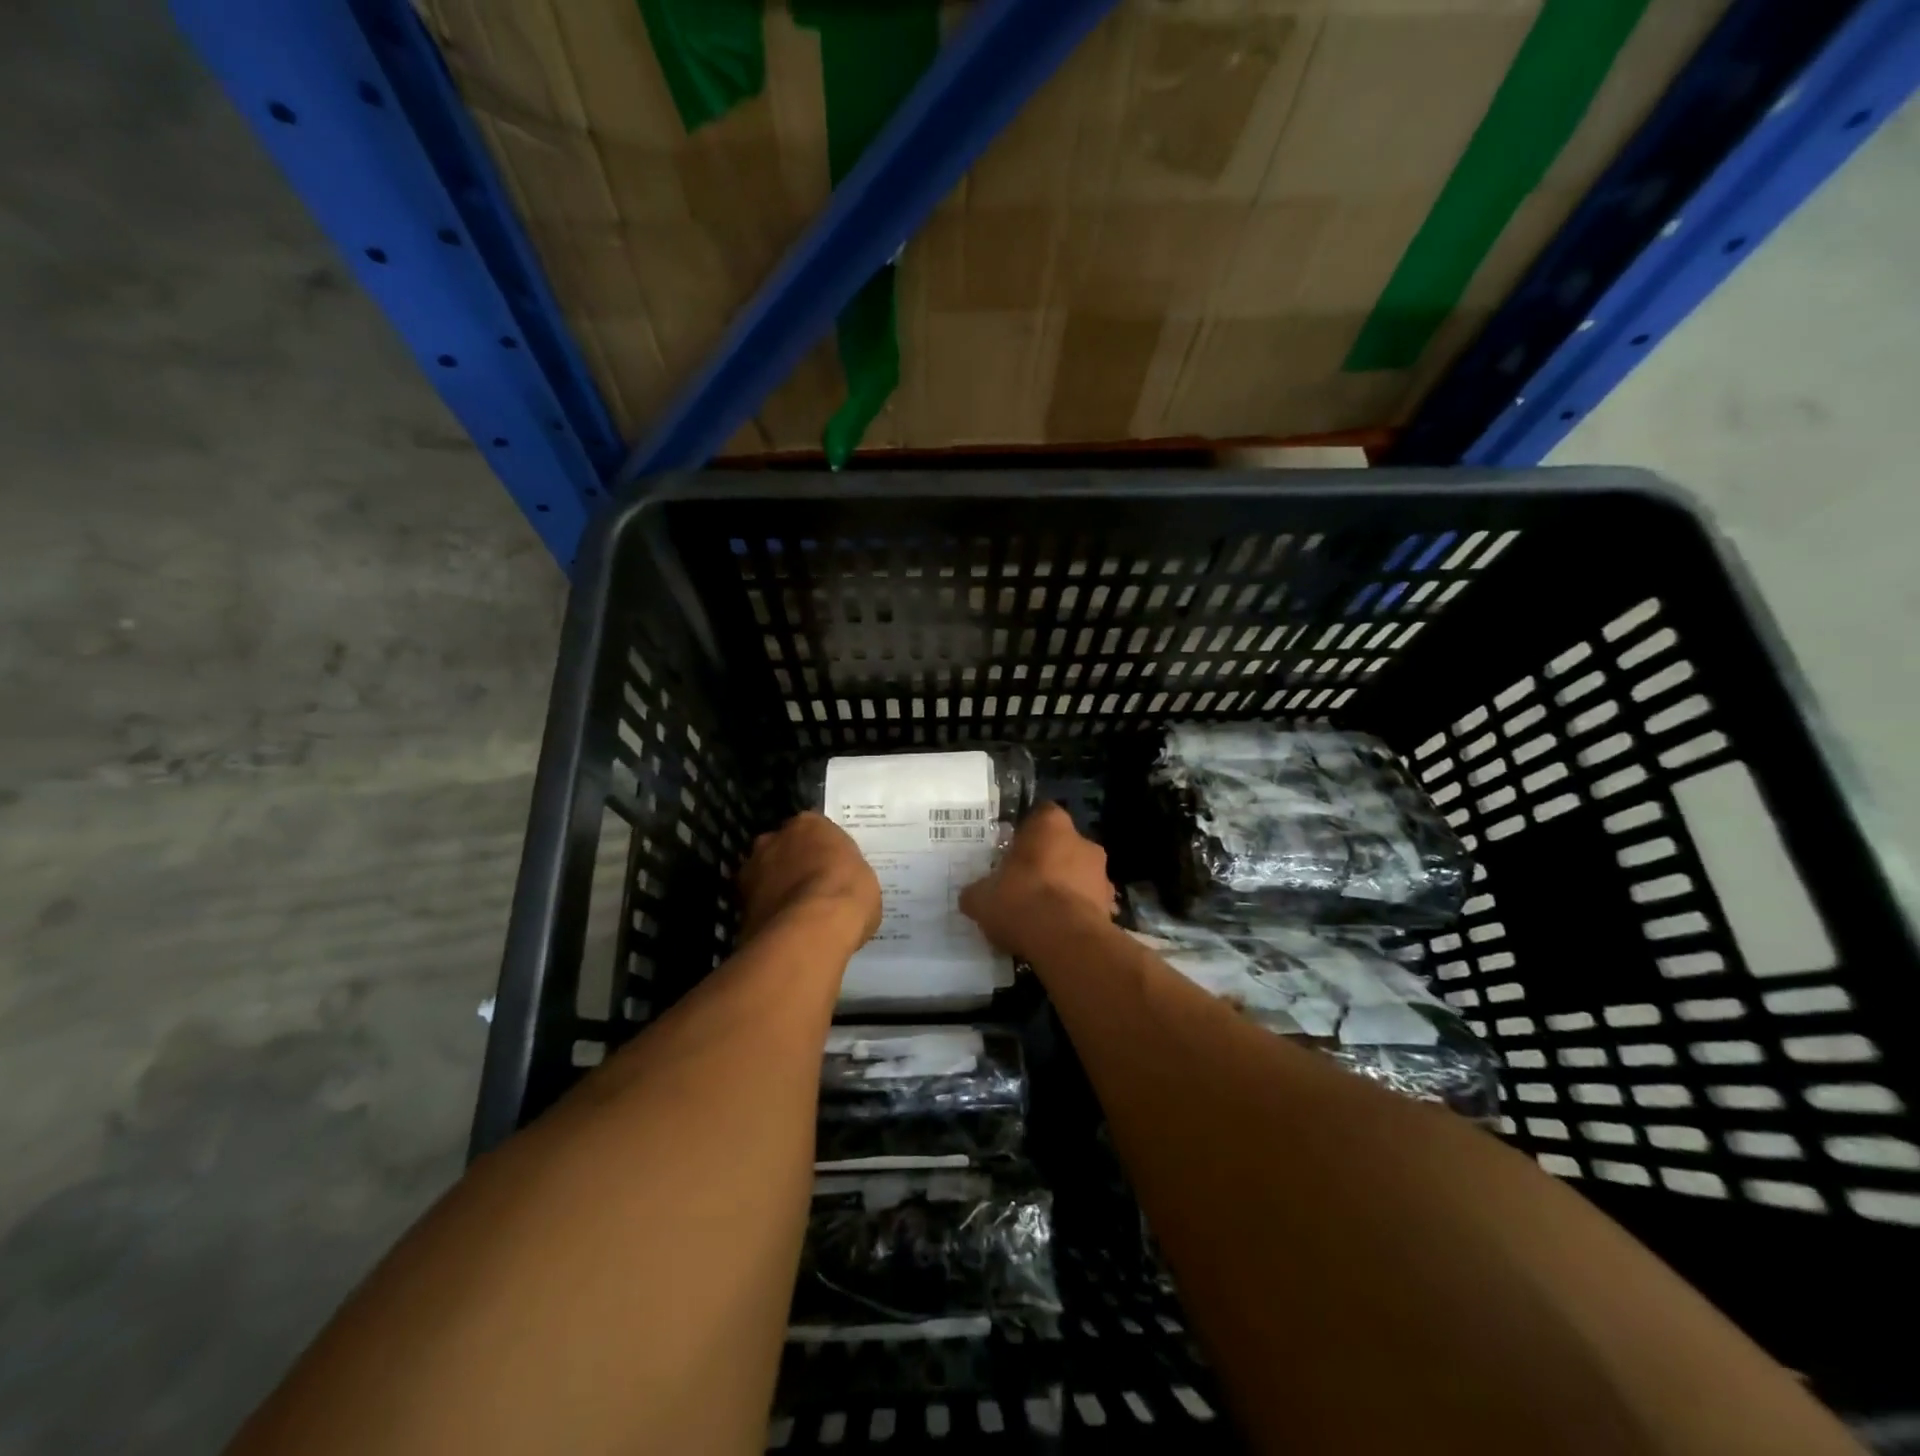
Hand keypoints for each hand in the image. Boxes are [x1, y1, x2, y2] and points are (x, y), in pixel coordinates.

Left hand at [738, 812, 881, 953]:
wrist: (811, 931)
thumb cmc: (847, 894)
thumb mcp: (864, 880)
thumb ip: (845, 875)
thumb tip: (839, 888)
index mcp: (809, 824)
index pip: (814, 829)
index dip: (822, 849)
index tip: (832, 866)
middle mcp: (774, 838)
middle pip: (783, 847)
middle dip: (793, 863)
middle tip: (811, 887)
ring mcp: (752, 869)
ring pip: (765, 874)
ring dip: (776, 887)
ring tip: (796, 912)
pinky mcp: (739, 902)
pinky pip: (757, 903)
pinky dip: (768, 913)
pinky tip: (784, 930)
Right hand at [960, 803, 1113, 959]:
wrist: (1065, 940)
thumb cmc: (1021, 901)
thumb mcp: (982, 897)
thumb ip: (977, 892)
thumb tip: (971, 896)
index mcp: (1050, 825)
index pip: (1040, 815)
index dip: (1026, 833)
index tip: (1012, 851)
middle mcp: (1082, 841)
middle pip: (1062, 846)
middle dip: (1046, 863)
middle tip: (1023, 884)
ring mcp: (1102, 874)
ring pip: (1079, 875)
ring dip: (1064, 889)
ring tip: (1041, 914)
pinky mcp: (1111, 905)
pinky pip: (1088, 905)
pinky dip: (1076, 914)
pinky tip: (1057, 933)